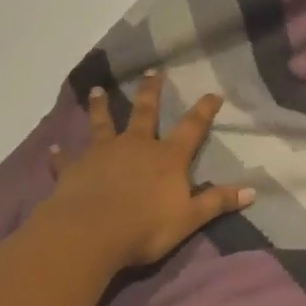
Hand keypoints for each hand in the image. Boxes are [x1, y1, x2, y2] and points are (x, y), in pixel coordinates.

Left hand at [34, 70, 253, 272]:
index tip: (213, 93)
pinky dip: (60, 155)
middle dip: (151, 91)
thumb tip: (253, 191)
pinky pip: (66, 159)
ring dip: (100, 107)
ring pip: (103, 123)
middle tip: (153, 71)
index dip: (204, 110)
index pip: (191, 128)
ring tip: (96, 90)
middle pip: (145, 112)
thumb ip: (218, 202)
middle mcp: (136, 146)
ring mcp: (103, 154)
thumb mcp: (189, 218)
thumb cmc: (145, 227)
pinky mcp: (74, 169)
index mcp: (167, 157)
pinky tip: (53, 149)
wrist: (90, 233)